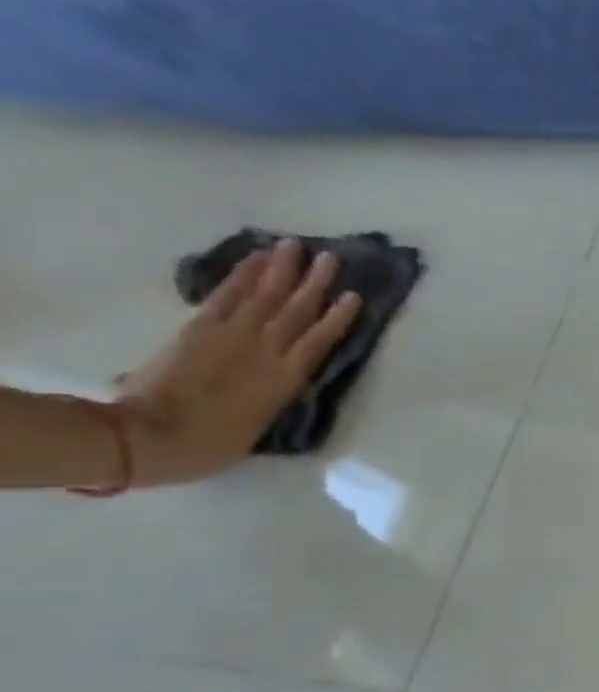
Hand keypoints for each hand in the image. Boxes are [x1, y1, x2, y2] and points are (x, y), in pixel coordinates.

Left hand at [115, 238, 363, 485]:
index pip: (320, 340)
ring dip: (282, 271)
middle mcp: (267, 351)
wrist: (151, 438)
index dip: (338, 317)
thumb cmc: (211, 444)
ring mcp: (233, 337)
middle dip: (314, 283)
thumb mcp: (255, 423)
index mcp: (287, 379)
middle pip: (296, 310)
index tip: (354, 295)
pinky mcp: (200, 330)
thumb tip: (273, 381)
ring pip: (266, 297)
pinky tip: (255, 261)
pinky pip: (227, 297)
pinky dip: (242, 276)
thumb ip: (269, 395)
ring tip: (295, 248)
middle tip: (330, 257)